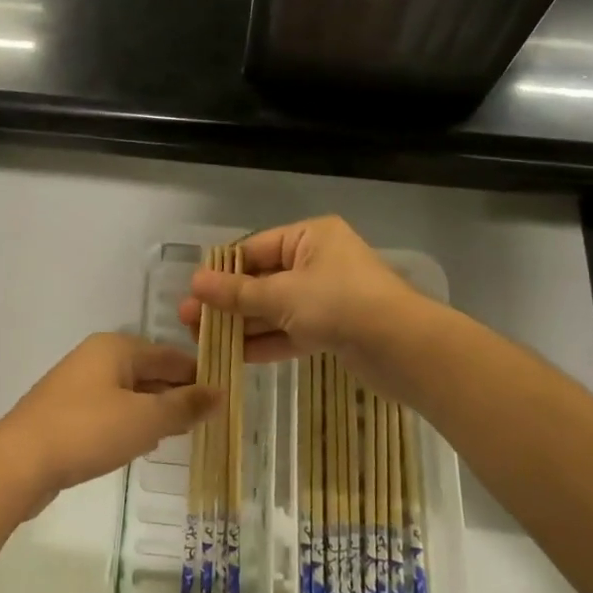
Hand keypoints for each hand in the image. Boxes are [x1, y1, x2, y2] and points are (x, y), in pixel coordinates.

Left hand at [0, 333, 219, 515]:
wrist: (19, 461)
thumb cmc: (88, 431)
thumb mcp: (145, 419)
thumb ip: (184, 406)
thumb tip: (219, 392)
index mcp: (116, 348)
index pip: (171, 355)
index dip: (199, 375)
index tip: (224, 398)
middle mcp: (96, 357)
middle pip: (149, 371)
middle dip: (176, 394)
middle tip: (208, 420)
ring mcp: (77, 384)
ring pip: (129, 392)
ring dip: (153, 411)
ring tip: (180, 433)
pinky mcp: (65, 412)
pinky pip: (109, 410)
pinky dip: (129, 422)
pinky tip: (140, 443)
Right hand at [177, 217, 430, 388]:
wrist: (403, 348)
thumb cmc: (340, 304)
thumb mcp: (282, 296)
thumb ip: (237, 293)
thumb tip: (195, 283)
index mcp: (310, 237)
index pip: (254, 249)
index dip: (222, 271)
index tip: (193, 292)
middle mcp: (318, 262)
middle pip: (262, 280)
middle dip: (227, 302)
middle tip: (189, 321)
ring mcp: (326, 297)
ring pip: (274, 309)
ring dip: (242, 325)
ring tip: (202, 341)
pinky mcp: (333, 329)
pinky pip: (291, 331)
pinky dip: (265, 342)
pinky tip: (234, 355)